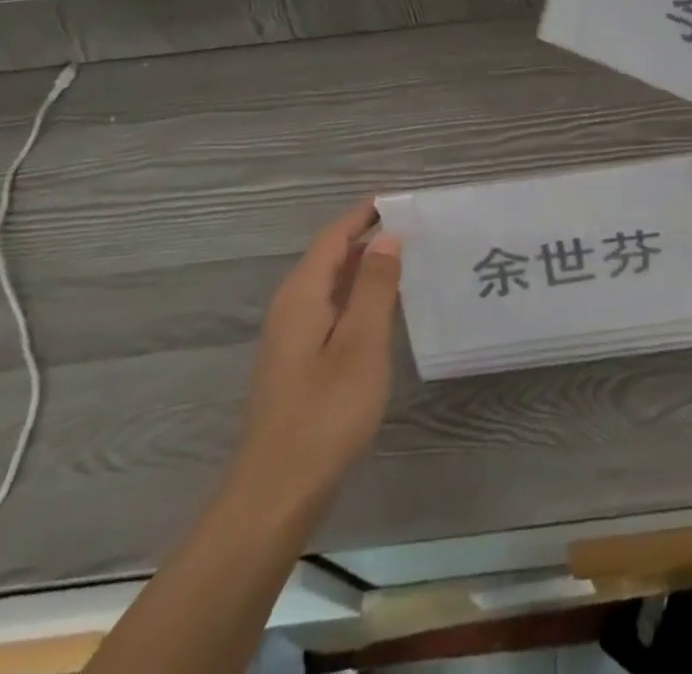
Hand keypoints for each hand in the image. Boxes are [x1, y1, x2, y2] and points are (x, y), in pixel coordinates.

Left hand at [231, 203, 402, 505]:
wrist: (277, 492)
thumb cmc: (325, 412)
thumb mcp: (362, 344)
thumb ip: (375, 286)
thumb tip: (387, 237)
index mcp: (302, 294)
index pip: (334, 236)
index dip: (365, 214)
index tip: (399, 199)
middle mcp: (291, 306)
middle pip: (331, 256)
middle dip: (368, 238)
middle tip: (414, 229)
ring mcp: (291, 336)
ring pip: (331, 285)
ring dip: (365, 269)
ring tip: (408, 261)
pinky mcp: (298, 363)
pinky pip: (331, 311)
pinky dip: (358, 298)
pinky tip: (384, 311)